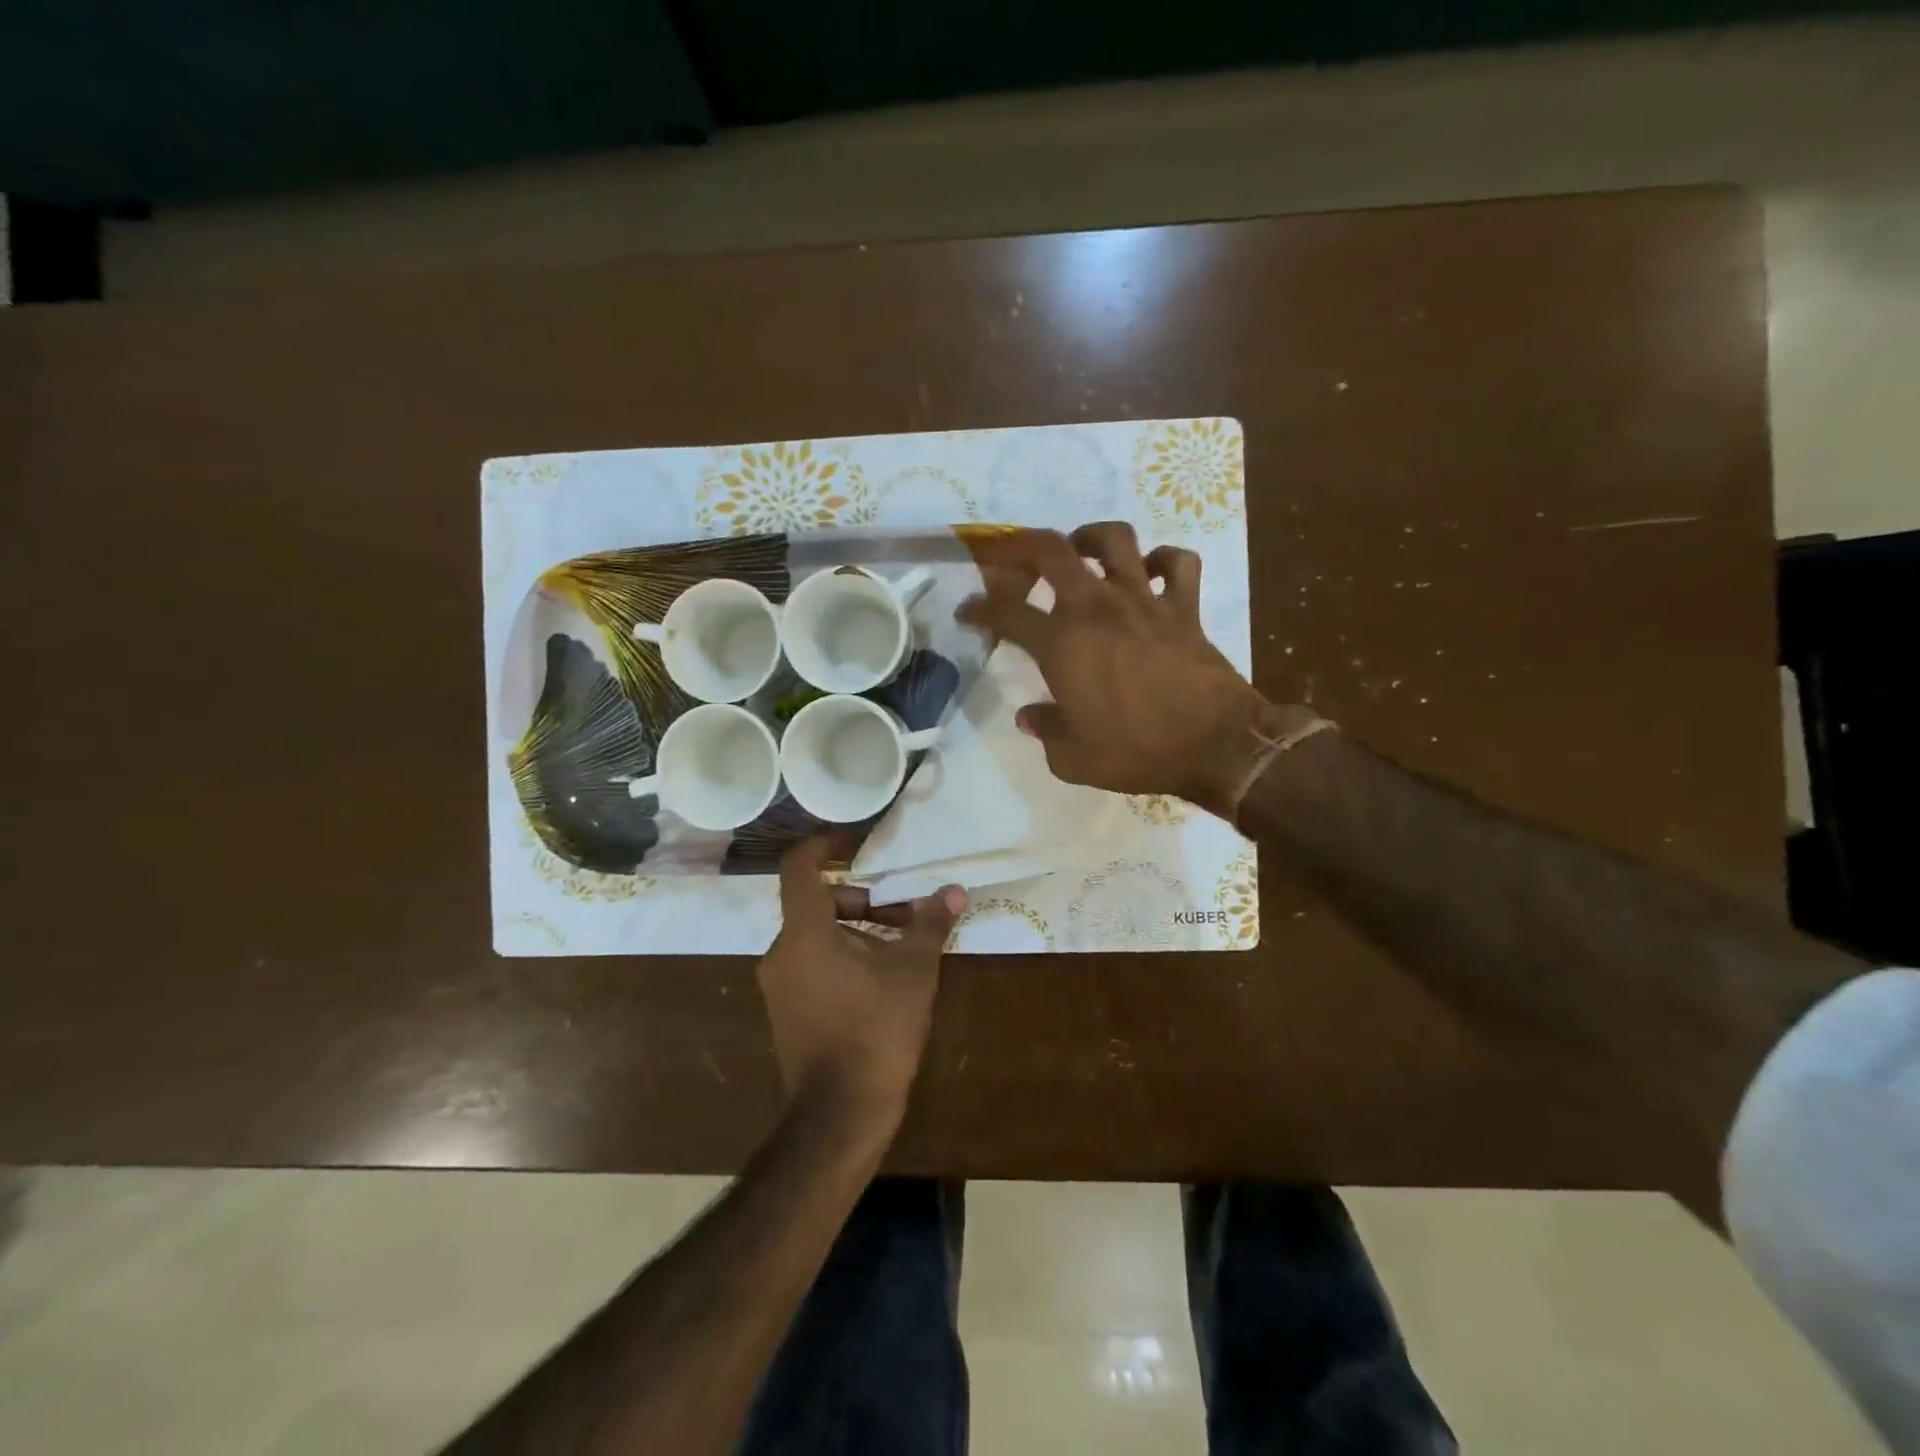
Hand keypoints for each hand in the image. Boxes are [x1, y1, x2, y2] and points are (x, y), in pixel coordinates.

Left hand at [758, 834, 966, 1127]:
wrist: (839, 1115)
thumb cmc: (876, 1030)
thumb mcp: (913, 970)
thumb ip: (930, 924)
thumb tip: (954, 892)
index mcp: (804, 932)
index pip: (799, 866)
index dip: (825, 844)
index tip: (855, 841)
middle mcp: (781, 952)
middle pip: (817, 904)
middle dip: (862, 901)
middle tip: (904, 914)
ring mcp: (778, 985)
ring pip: (816, 937)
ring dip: (857, 932)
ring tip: (901, 950)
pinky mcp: (784, 1012)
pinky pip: (811, 965)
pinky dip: (842, 958)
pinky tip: (880, 982)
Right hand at [957, 523, 1314, 818]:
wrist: (1215, 744)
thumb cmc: (1138, 752)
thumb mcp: (1074, 759)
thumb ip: (1046, 731)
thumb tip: (1030, 716)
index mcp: (1062, 644)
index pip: (1006, 613)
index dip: (979, 609)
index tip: (968, 611)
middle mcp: (1097, 608)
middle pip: (1052, 550)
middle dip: (1022, 545)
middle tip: (1012, 556)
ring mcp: (1143, 600)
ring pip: (1115, 539)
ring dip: (1091, 537)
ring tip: (1080, 550)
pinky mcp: (1184, 607)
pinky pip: (1178, 563)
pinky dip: (1164, 559)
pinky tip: (1151, 572)